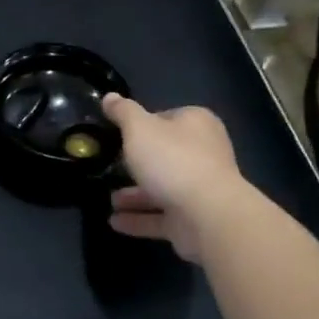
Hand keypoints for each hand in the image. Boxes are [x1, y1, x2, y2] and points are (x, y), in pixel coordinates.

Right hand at [102, 96, 246, 261]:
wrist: (208, 215)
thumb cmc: (172, 160)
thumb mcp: (138, 128)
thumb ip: (123, 112)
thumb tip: (110, 97)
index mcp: (196, 124)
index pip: (166, 118)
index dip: (142, 125)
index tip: (120, 134)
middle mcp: (203, 154)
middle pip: (165, 155)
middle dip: (138, 163)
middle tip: (111, 166)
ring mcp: (201, 189)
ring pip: (162, 188)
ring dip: (135, 195)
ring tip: (110, 200)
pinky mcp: (195, 220)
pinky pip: (161, 217)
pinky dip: (139, 219)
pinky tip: (115, 221)